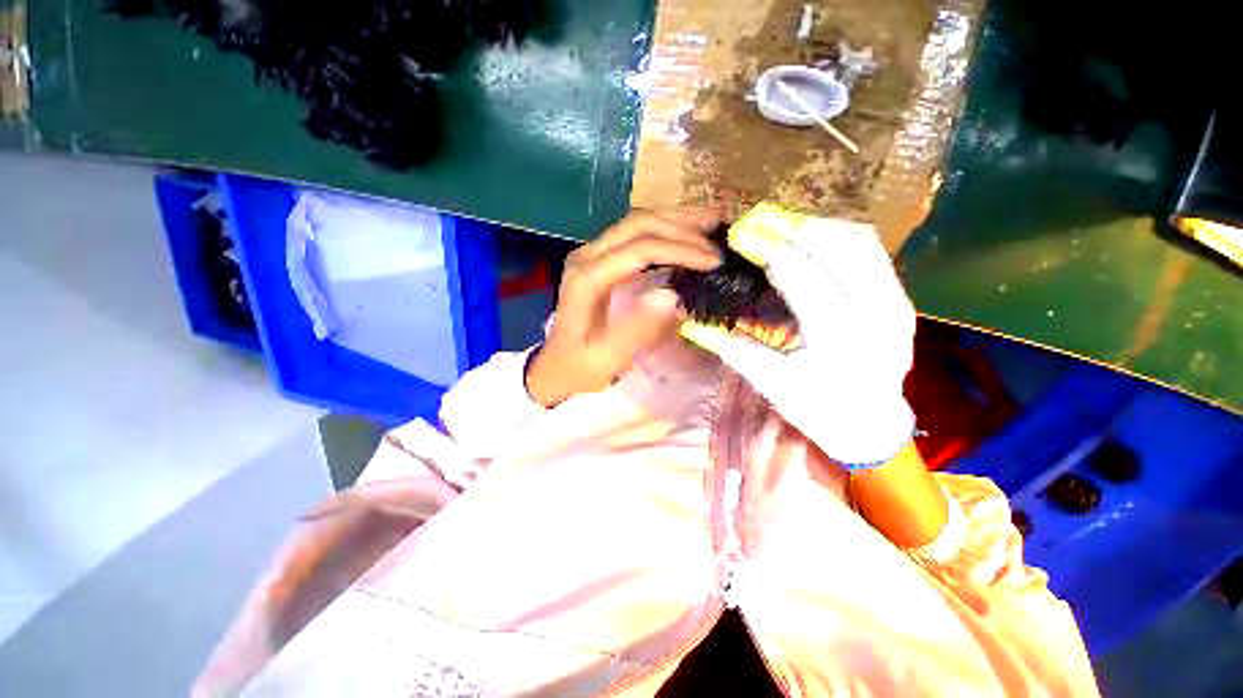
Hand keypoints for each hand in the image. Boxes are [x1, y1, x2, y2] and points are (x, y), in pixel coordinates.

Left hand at [526, 208, 721, 406]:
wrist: (555, 365)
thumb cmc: (580, 366)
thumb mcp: (608, 359)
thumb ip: (639, 330)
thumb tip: (674, 298)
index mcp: (587, 279)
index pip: (639, 250)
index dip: (680, 250)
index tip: (713, 261)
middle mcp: (586, 256)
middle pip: (638, 224)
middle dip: (682, 229)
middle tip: (717, 241)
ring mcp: (590, 253)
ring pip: (636, 222)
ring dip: (675, 220)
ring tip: (711, 221)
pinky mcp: (598, 258)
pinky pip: (633, 233)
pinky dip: (663, 229)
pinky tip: (685, 232)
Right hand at [681, 205, 916, 467]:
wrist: (874, 424)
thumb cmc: (821, 413)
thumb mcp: (774, 388)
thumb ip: (736, 351)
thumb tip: (692, 326)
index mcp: (843, 345)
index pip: (805, 281)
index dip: (771, 251)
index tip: (740, 234)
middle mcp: (879, 316)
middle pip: (839, 248)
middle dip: (792, 227)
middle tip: (754, 219)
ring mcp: (897, 301)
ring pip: (858, 241)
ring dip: (814, 226)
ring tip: (777, 223)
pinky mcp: (900, 295)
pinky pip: (869, 249)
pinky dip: (835, 234)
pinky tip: (807, 236)